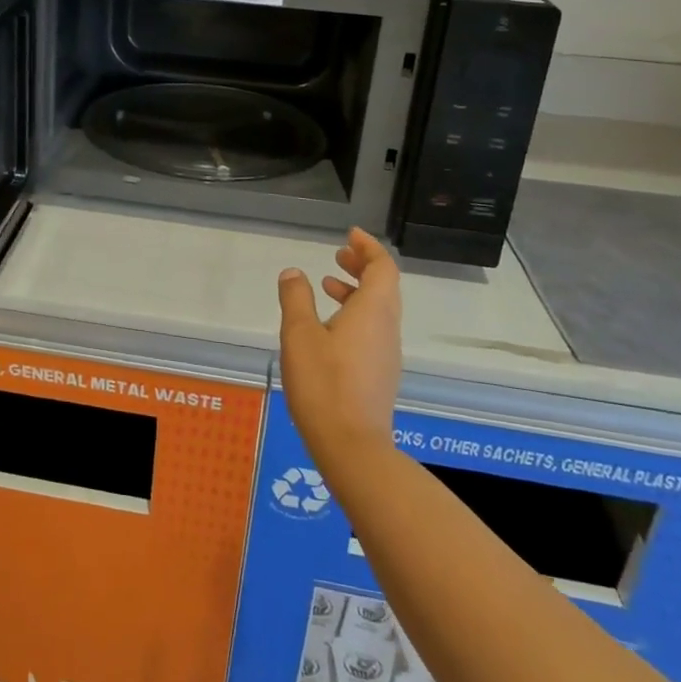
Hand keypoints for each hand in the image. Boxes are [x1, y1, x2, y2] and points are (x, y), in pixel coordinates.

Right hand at [278, 228, 401, 470]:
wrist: (351, 446)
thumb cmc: (324, 383)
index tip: (350, 235)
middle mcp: (387, 328)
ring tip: (328, 285)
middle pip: (384, 286)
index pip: (383, 267)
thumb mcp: (299, 334)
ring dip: (356, 291)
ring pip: (379, 309)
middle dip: (363, 266)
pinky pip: (373, 330)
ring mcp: (386, 353)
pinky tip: (328, 328)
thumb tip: (294, 273)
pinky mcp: (378, 374)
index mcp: (373, 311)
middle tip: (339, 254)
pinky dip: (355, 314)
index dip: (369, 247)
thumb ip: (296, 298)